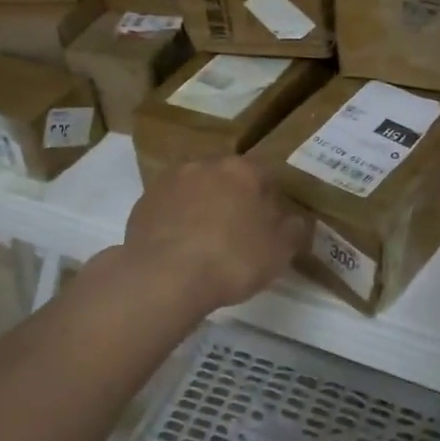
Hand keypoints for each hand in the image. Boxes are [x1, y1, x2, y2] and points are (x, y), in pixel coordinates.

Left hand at [124, 157, 309, 313]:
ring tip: (205, 239)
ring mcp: (171, 180)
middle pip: (227, 177)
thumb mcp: (278, 252)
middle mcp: (206, 164)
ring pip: (195, 187)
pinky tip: (179, 245)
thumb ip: (292, 230)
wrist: (164, 276)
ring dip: (202, 204)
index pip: (264, 174)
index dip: (270, 197)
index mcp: (242, 170)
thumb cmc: (231, 260)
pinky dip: (176, 218)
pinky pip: (170, 205)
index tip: (270, 222)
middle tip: (237, 230)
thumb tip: (295, 219)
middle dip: (233, 197)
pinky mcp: (144, 200)